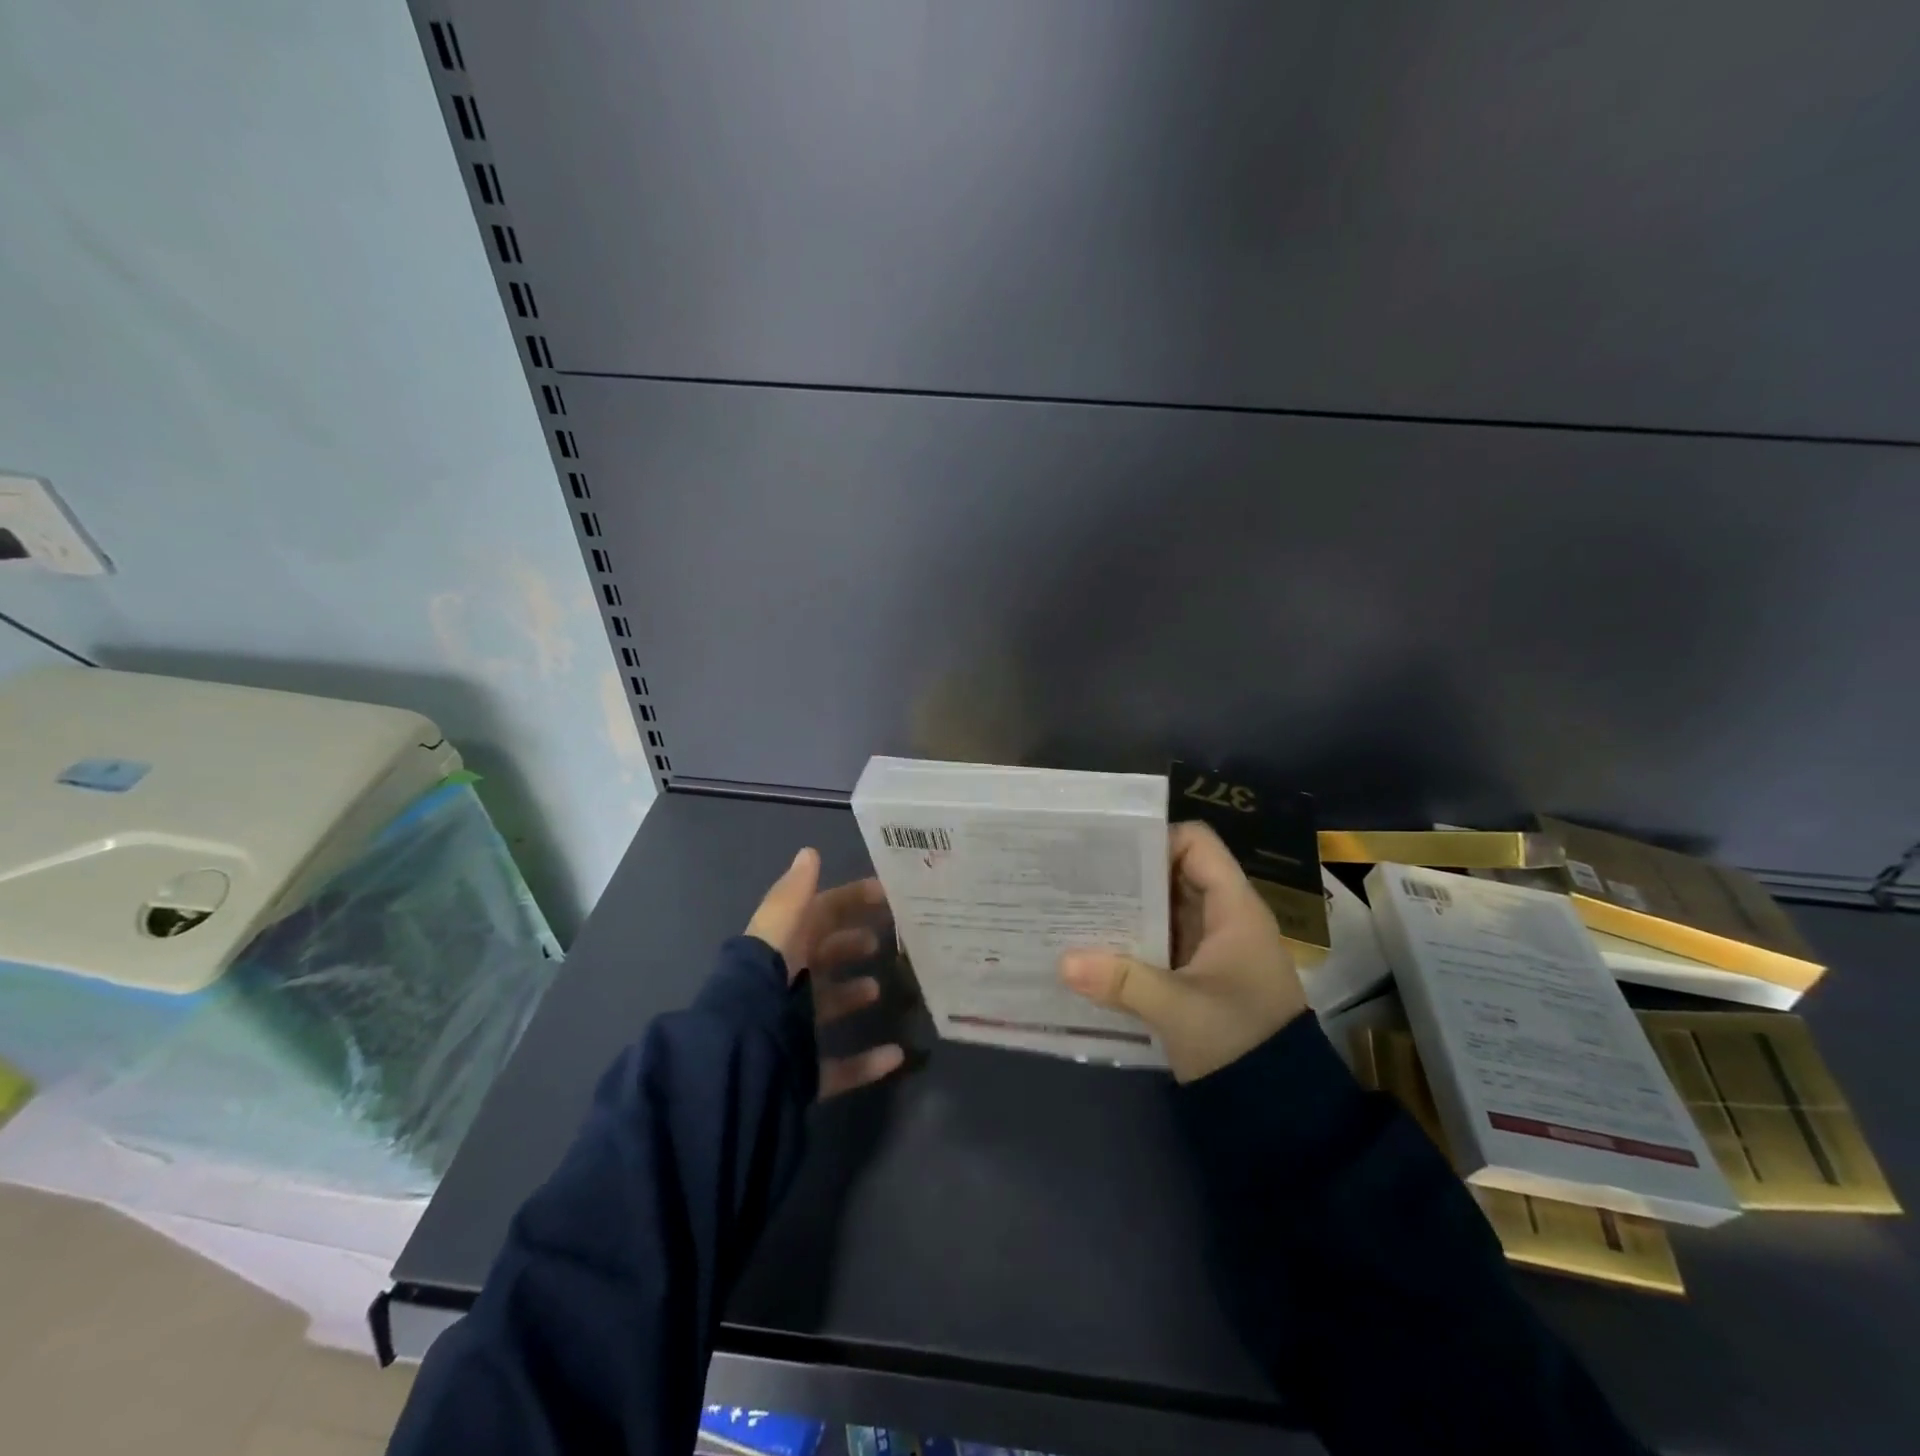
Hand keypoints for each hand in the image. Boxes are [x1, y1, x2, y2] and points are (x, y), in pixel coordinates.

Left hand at [747, 848, 906, 1097]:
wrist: (741, 1053)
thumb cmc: (767, 981)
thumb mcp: (780, 927)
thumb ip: (795, 892)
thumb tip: (809, 852)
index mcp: (783, 947)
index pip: (820, 913)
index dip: (851, 899)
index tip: (887, 894)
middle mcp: (786, 983)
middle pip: (823, 956)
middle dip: (850, 944)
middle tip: (883, 941)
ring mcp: (793, 1028)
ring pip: (828, 1005)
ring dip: (853, 994)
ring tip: (879, 988)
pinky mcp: (803, 1071)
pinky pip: (840, 1066)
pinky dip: (868, 1061)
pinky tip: (895, 1054)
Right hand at [1059, 821, 1309, 1082]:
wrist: (1280, 1110)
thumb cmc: (1240, 1040)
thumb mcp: (1180, 1009)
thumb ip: (1123, 981)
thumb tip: (1063, 961)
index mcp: (1234, 908)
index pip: (1197, 844)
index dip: (1156, 839)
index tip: (1109, 852)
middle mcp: (1223, 917)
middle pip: (1173, 872)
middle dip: (1129, 874)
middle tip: (1078, 877)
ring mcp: (1210, 946)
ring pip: (1163, 907)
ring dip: (1126, 908)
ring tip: (1076, 906)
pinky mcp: (1197, 974)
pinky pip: (1160, 939)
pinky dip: (1132, 938)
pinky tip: (1094, 946)